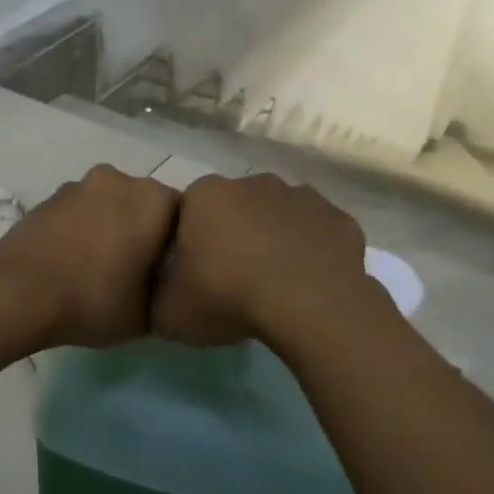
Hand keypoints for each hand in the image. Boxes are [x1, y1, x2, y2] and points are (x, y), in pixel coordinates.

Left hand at [0, 165, 178, 348]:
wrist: (16, 294)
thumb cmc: (94, 300)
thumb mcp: (148, 315)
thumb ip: (167, 293)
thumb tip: (165, 286)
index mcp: (153, 199)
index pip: (185, 217)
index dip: (179, 246)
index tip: (169, 272)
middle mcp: (119, 180)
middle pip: (144, 205)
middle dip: (144, 231)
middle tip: (138, 271)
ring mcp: (78, 185)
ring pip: (109, 206)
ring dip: (110, 228)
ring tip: (100, 269)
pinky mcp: (48, 198)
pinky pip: (78, 213)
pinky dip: (81, 230)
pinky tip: (73, 263)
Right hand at [151, 173, 374, 346]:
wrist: (308, 304)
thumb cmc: (227, 297)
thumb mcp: (168, 311)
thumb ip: (155, 297)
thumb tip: (158, 295)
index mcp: (205, 195)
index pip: (188, 214)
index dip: (192, 246)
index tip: (197, 277)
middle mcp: (252, 182)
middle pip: (236, 210)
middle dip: (234, 237)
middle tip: (235, 281)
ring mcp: (300, 196)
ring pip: (279, 217)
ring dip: (275, 241)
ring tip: (275, 285)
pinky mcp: (338, 218)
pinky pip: (318, 234)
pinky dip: (313, 253)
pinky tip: (310, 284)